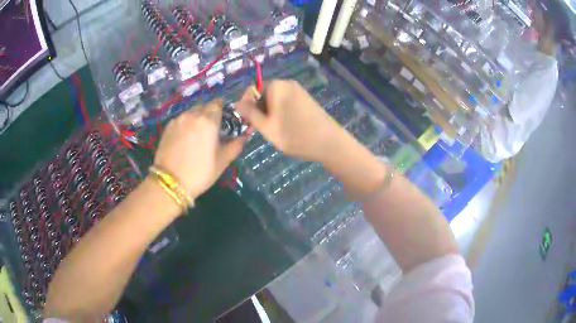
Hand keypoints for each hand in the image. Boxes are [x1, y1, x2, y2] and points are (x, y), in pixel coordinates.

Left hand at [153, 100, 246, 198]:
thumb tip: (244, 137)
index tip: (224, 121)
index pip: (218, 104)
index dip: (222, 110)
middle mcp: (192, 115)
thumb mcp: (222, 162)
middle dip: (209, 114)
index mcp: (209, 121)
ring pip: (191, 113)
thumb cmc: (200, 173)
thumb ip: (235, 146)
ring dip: (196, 119)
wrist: (170, 183)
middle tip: (211, 130)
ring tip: (196, 135)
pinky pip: (180, 119)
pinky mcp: (167, 127)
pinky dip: (185, 124)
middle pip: (204, 106)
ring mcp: (178, 120)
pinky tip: (184, 139)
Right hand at [236, 80, 346, 162]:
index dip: (246, 107)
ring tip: (272, 130)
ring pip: (274, 100)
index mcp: (277, 86)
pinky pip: (285, 102)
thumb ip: (249, 114)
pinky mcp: (305, 99)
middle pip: (263, 94)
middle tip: (260, 130)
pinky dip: (280, 113)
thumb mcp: (267, 127)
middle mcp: (287, 83)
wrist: (329, 143)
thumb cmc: (295, 136)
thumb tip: (236, 104)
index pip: (252, 91)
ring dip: (268, 113)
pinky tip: (284, 127)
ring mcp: (298, 90)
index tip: (248, 123)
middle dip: (258, 110)